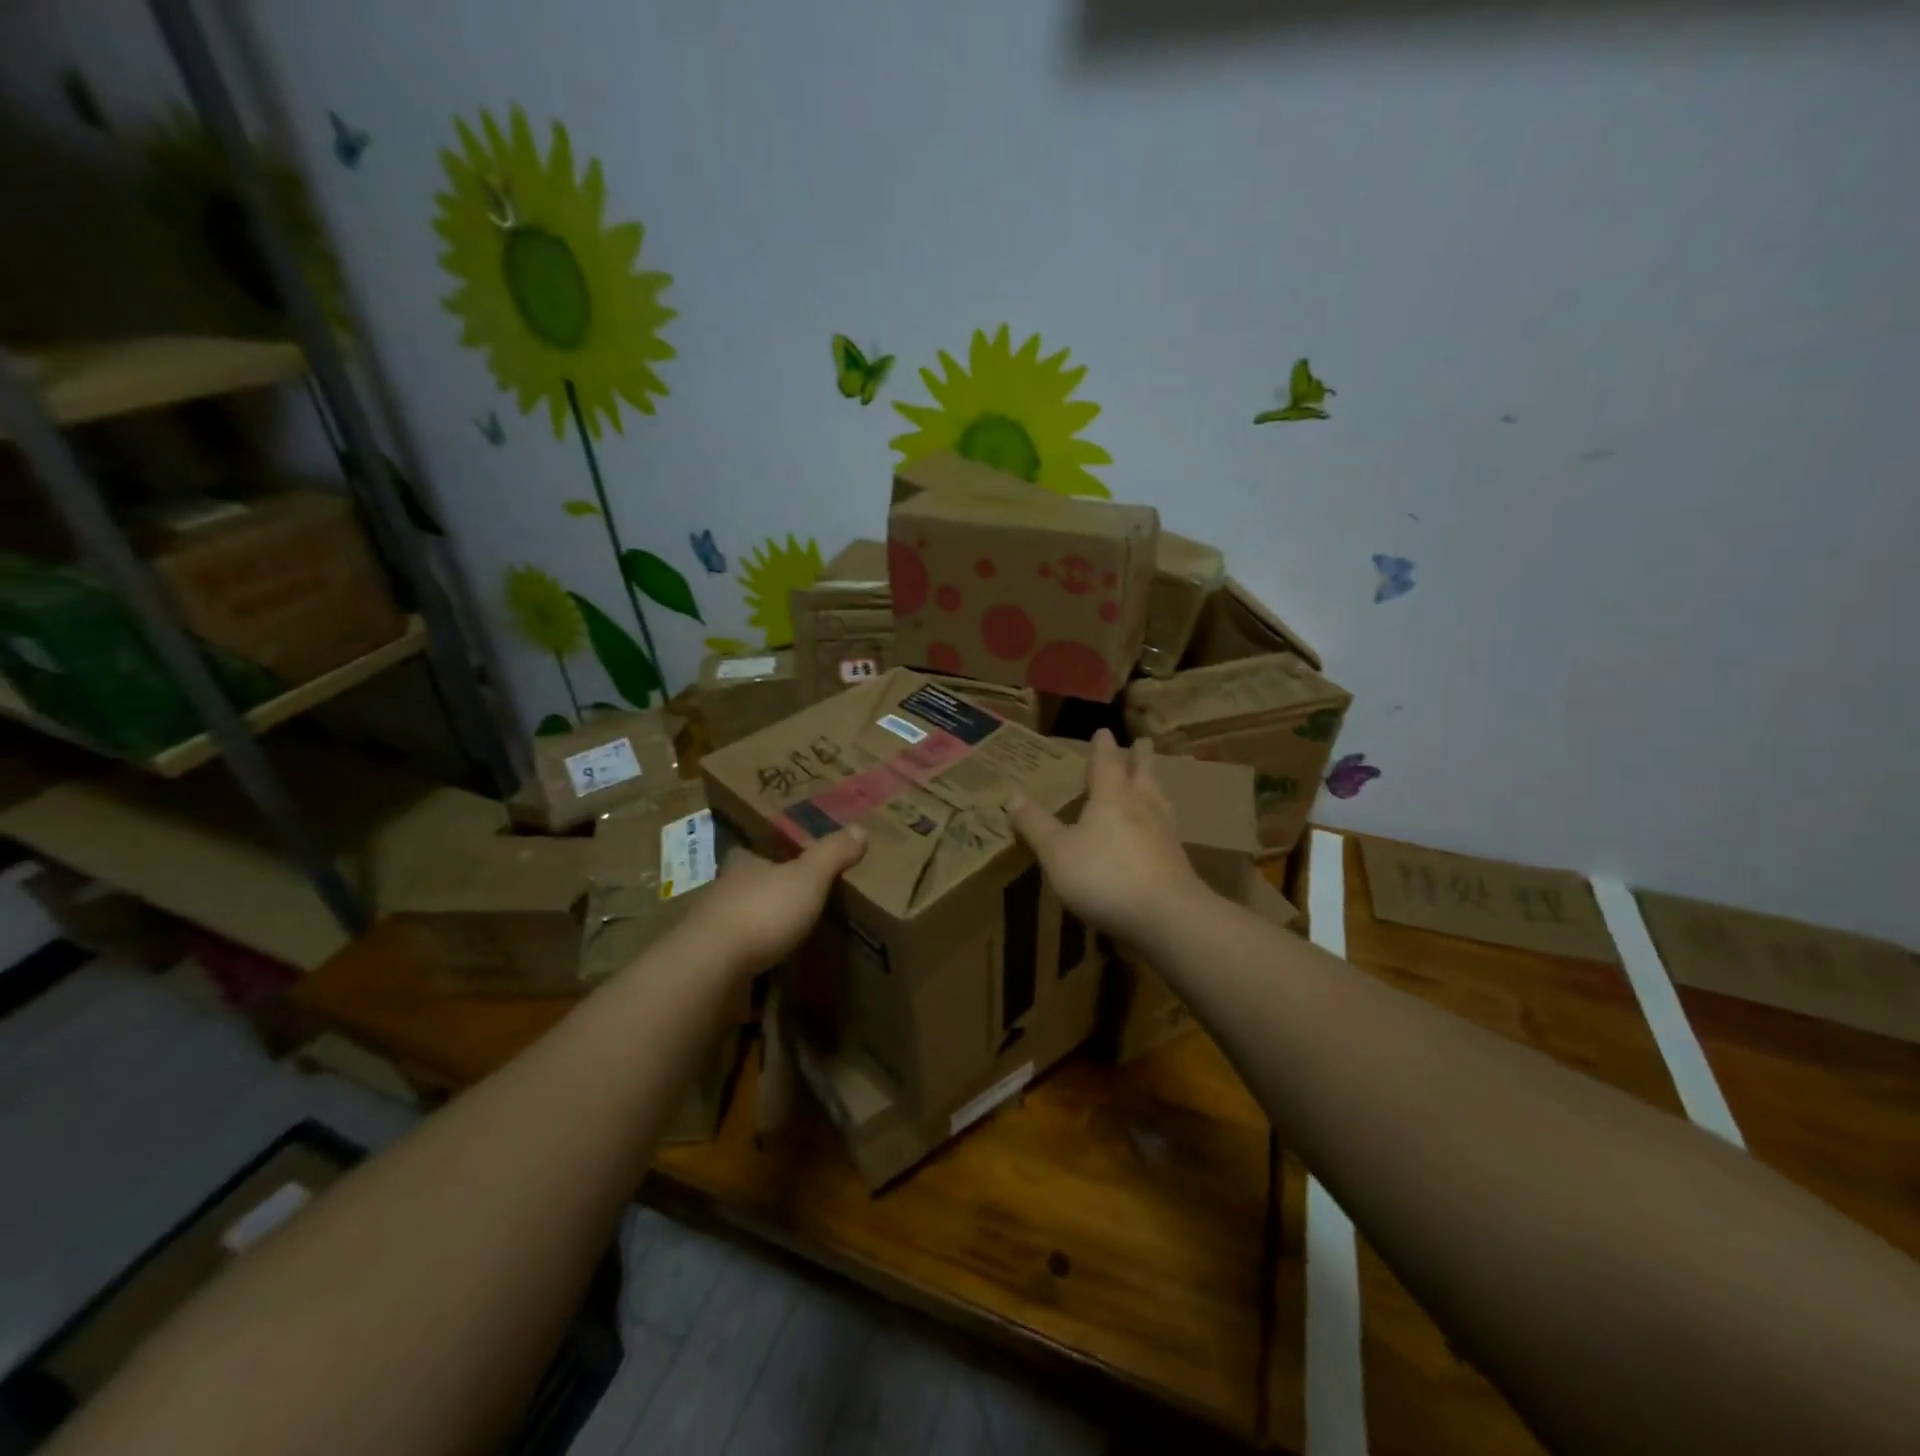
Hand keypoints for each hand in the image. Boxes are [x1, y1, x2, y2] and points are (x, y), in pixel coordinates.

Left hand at [679, 829, 866, 975]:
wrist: (712, 968)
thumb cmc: (763, 911)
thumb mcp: (808, 877)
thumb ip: (833, 854)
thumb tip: (860, 828)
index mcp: (742, 867)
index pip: (747, 853)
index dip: (761, 855)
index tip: (778, 860)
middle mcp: (720, 894)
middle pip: (740, 888)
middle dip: (760, 894)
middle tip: (788, 902)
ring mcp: (709, 933)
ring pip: (734, 924)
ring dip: (753, 930)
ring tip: (782, 940)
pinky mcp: (708, 968)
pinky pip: (731, 961)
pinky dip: (747, 964)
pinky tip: (766, 974)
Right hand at [1009, 729, 1207, 946]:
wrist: (1165, 915)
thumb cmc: (1103, 875)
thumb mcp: (1056, 852)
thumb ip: (1036, 825)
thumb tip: (1013, 795)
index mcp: (1111, 798)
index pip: (1105, 765)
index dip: (1102, 748)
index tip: (1105, 731)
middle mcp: (1142, 807)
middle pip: (1142, 775)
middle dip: (1140, 758)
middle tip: (1144, 741)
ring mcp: (1165, 834)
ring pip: (1160, 799)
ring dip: (1156, 785)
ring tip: (1155, 780)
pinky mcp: (1178, 861)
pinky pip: (1169, 828)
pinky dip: (1164, 818)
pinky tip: (1163, 829)